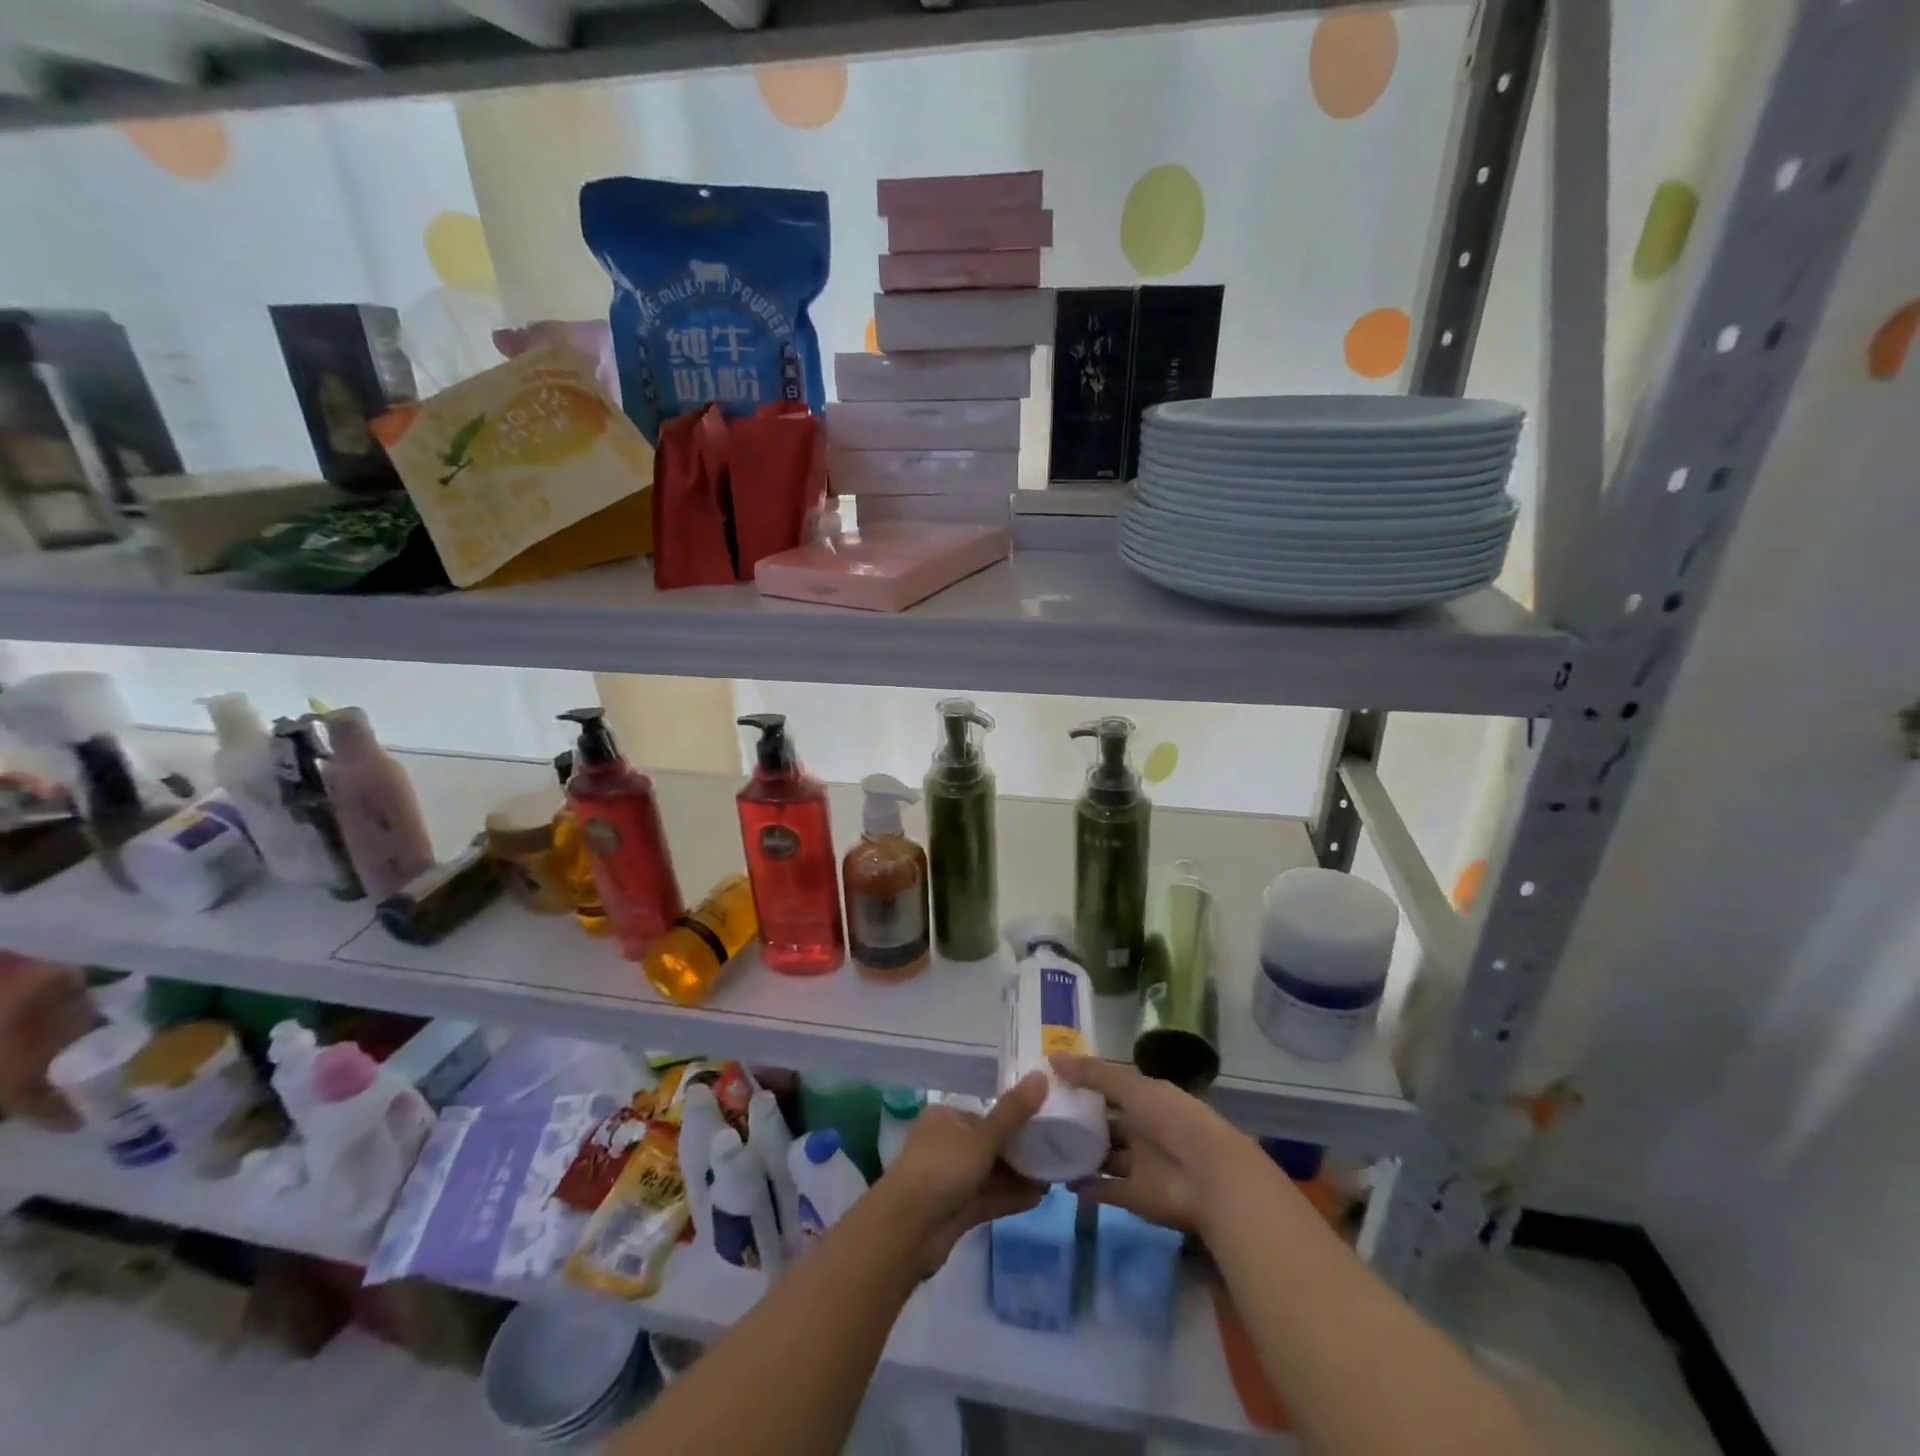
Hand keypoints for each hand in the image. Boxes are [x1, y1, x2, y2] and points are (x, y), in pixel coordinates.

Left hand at [879, 1072, 1049, 1273]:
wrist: (907, 1229)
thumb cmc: (943, 1168)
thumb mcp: (983, 1137)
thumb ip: (1014, 1111)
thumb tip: (1041, 1075)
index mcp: (945, 1118)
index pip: (984, 1115)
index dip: (1014, 1120)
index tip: (1045, 1126)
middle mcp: (945, 1145)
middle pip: (988, 1145)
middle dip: (1020, 1151)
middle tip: (1055, 1154)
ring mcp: (949, 1179)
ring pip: (989, 1173)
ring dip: (1018, 1176)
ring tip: (1054, 1178)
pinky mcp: (955, 1210)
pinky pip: (987, 1197)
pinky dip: (1010, 1196)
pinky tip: (1038, 1198)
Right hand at [1051, 1054, 1260, 1238]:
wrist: (1210, 1179)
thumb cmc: (1173, 1121)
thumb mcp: (1132, 1088)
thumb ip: (1093, 1074)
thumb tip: (1052, 1057)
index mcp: (1146, 1100)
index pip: (1111, 1089)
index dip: (1085, 1084)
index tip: (1052, 1081)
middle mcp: (1143, 1129)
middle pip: (1106, 1124)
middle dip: (1079, 1121)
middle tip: (1040, 1117)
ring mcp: (1139, 1164)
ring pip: (1104, 1157)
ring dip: (1080, 1154)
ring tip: (1044, 1148)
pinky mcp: (1136, 1196)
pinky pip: (1106, 1189)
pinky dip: (1087, 1188)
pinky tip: (1061, 1181)